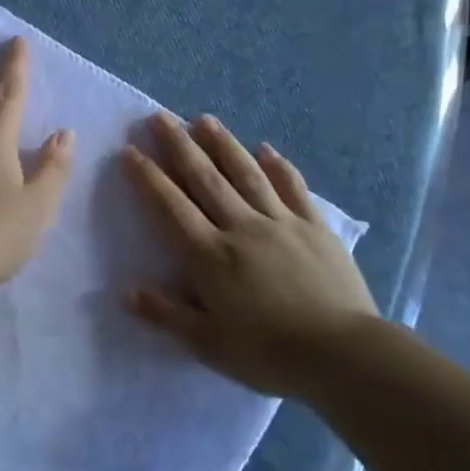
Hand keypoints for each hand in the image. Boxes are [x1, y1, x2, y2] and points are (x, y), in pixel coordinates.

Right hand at [122, 113, 378, 399]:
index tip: (130, 151)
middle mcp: (241, 227)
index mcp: (210, 255)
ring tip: (204, 119)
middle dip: (179, 146)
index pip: (171, 207)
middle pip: (205, 178)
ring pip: (246, 174)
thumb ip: (167, 315)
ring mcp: (281, 222)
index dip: (148, 177)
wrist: (342, 354)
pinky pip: (292, 188)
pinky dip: (278, 166)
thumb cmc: (268, 353)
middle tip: (160, 117)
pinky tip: (266, 148)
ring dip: (223, 144)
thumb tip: (127, 292)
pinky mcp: (314, 227)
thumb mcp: (208, 344)